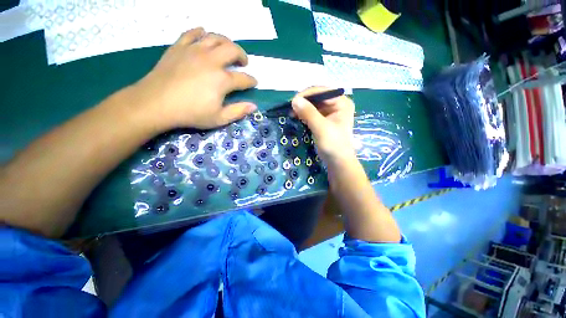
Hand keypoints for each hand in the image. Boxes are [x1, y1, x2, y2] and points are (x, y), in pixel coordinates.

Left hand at [131, 28, 257, 130]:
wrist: (156, 103)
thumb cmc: (190, 113)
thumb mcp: (219, 118)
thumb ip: (238, 111)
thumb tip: (254, 106)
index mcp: (222, 80)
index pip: (243, 78)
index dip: (251, 81)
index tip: (254, 82)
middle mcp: (211, 60)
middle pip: (232, 50)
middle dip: (242, 55)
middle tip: (243, 62)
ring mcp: (194, 51)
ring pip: (215, 37)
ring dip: (226, 42)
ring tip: (227, 49)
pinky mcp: (179, 47)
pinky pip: (192, 33)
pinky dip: (201, 33)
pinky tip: (204, 36)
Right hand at [291, 87, 355, 163]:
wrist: (337, 161)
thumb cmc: (333, 144)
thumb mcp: (321, 128)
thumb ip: (309, 113)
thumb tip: (294, 100)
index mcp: (342, 102)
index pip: (322, 91)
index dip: (307, 95)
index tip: (293, 102)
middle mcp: (337, 104)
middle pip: (317, 97)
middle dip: (304, 102)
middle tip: (291, 109)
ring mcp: (330, 112)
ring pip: (313, 104)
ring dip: (302, 108)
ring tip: (292, 114)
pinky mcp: (324, 119)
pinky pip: (312, 112)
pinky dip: (304, 114)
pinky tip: (297, 117)